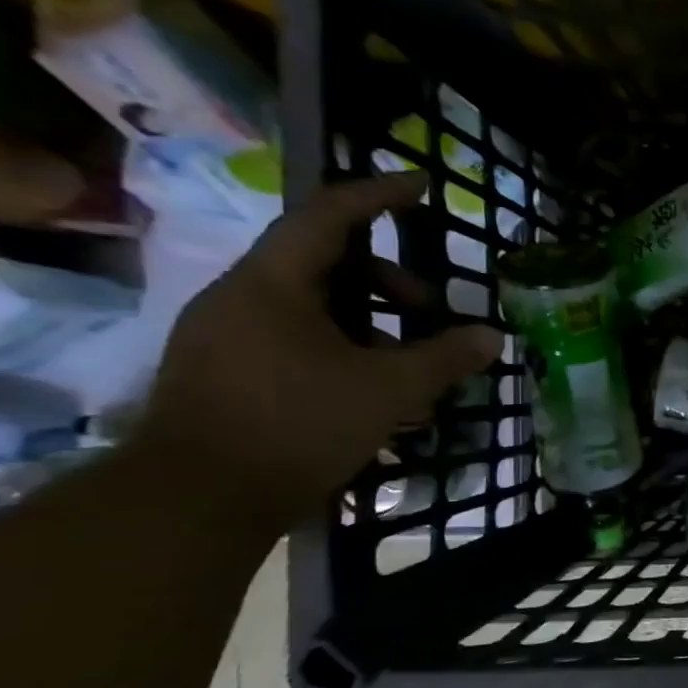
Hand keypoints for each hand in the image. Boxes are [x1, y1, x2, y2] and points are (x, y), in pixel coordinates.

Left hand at [135, 174, 502, 526]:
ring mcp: (228, 336)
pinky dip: (344, 350)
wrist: (195, 500)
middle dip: (389, 281)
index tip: (421, 187)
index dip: (378, 196)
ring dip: (371, 323)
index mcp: (273, 283)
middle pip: (326, 263)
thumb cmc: (297, 425)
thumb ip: (445, 358)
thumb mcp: (389, 389)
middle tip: (432, 312)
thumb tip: (492, 337)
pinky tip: (375, 392)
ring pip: (314, 307)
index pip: (329, 216)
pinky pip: (296, 339)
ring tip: (411, 364)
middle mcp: (242, 298)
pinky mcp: (226, 373)